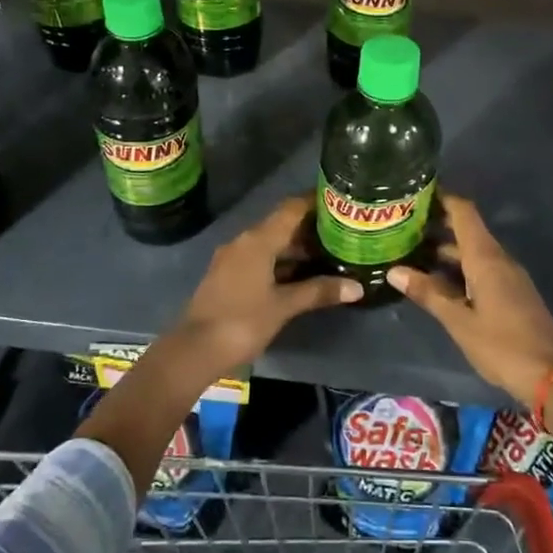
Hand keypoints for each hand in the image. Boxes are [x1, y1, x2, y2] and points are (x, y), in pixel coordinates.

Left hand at [169, 196, 360, 375]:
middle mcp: (244, 242)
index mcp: (258, 240)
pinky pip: (260, 259)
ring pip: (271, 244)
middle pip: (282, 225)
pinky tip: (302, 276)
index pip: (291, 209)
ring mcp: (233, 259)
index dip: (314, 202)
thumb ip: (319, 292)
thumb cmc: (242, 321)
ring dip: (297, 248)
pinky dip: (282, 262)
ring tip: (329, 254)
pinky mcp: (228, 277)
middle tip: (343, 233)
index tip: (339, 201)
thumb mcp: (284, 306)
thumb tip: (357, 287)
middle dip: (311, 229)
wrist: (195, 350)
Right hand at [386, 195, 552, 407]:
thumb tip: (394, 271)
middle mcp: (498, 259)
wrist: (550, 376)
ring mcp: (507, 276)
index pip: (464, 212)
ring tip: (410, 251)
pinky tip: (435, 280)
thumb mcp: (459, 321)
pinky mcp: (510, 293)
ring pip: (472, 251)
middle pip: (467, 230)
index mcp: (486, 258)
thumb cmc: (502, 345)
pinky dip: (457, 267)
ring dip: (445, 249)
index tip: (415, 193)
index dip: (442, 198)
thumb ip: (428, 293)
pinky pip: (481, 268)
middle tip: (401, 225)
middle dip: (436, 225)